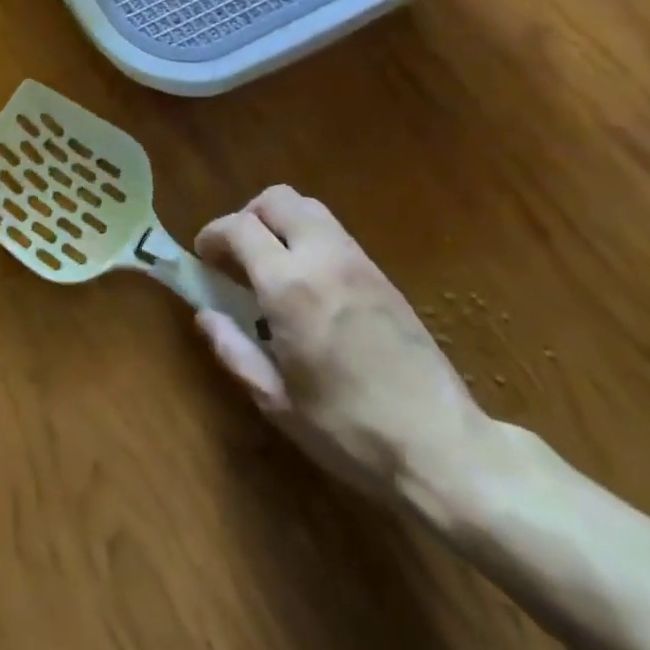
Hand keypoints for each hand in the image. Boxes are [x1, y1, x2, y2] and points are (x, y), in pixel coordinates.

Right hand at [194, 186, 493, 513]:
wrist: (444, 449)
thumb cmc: (350, 432)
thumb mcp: (278, 402)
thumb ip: (234, 350)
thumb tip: (205, 315)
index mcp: (289, 287)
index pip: (240, 227)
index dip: (213, 234)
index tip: (204, 257)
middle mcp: (323, 258)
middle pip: (277, 200)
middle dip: (247, 216)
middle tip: (238, 254)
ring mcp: (358, 262)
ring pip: (309, 207)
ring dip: (281, 222)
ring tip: (272, 263)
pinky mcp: (382, 274)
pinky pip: (335, 232)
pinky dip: (309, 237)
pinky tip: (309, 282)